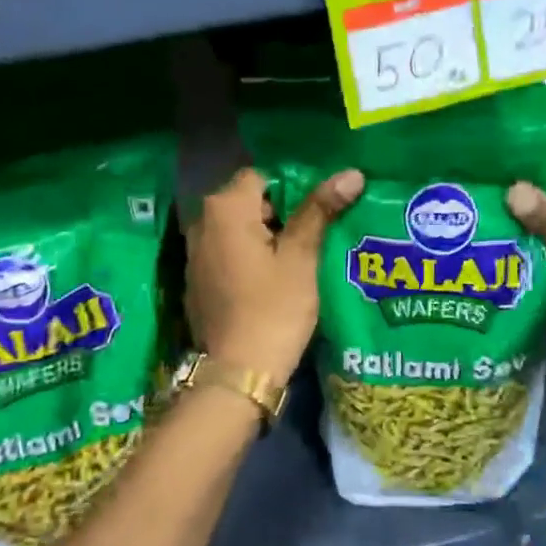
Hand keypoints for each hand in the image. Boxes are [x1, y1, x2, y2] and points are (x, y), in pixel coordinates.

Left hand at [185, 166, 363, 383]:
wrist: (238, 373)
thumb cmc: (274, 309)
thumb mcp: (301, 258)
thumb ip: (320, 210)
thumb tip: (351, 173)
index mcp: (225, 209)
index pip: (262, 177)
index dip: (293, 191)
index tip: (317, 216)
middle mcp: (200, 223)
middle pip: (247, 203)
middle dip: (280, 215)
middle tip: (315, 238)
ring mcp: (194, 254)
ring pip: (237, 231)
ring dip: (265, 238)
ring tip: (299, 259)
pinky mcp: (197, 281)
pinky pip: (227, 255)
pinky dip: (248, 259)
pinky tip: (272, 282)